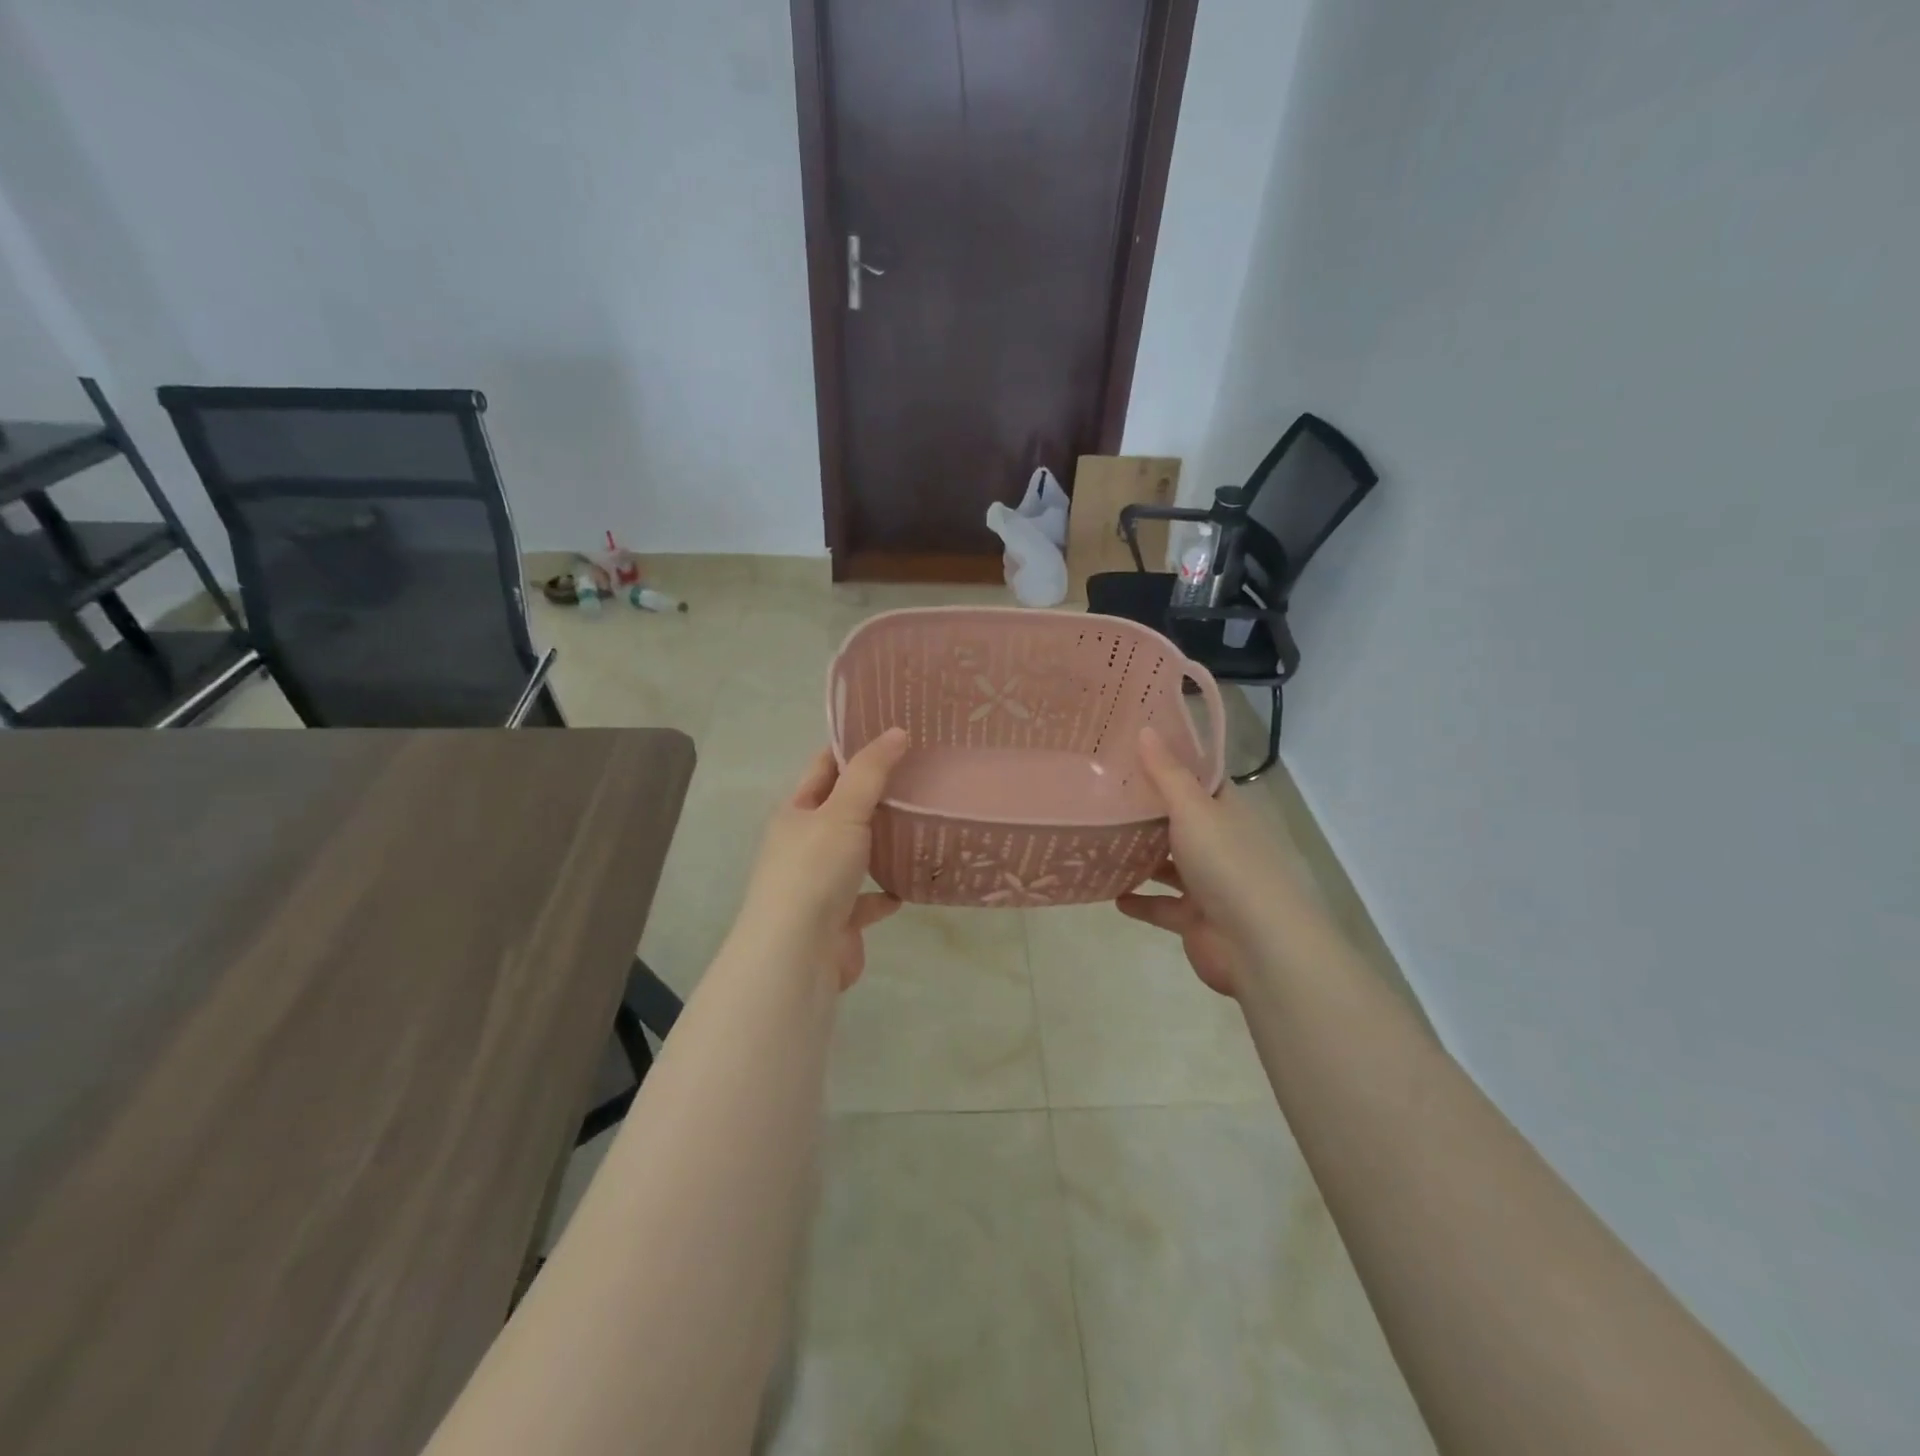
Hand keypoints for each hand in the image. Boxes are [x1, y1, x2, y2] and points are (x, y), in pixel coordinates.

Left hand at [738, 728, 910, 989]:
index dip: (853, 747)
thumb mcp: (842, 810)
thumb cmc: (814, 871)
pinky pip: (867, 900)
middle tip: (921, 774)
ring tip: (921, 826)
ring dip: (882, 844)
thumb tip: (896, 732)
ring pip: (856, 855)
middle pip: (842, 810)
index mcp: (796, 813)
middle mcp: (803, 845)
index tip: (892, 732)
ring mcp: (819, 885)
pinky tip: (908, 887)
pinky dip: (884, 893)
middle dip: (875, 796)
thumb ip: (871, 772)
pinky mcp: (838, 920)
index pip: (824, 767)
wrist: (797, 954)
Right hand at [1116, 726, 1312, 996]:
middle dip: (1144, 811)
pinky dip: (1139, 901)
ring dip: (1139, 856)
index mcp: (1226, 811)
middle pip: (1178, 821)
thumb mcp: (1194, 809)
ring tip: (1097, 840)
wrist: (1260, 946)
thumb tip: (1146, 729)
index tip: (1126, 750)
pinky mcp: (1195, 920)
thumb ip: (1166, 773)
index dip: (1166, 763)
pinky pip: (1161, 906)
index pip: (1196, 779)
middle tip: (1098, 792)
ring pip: (1168, 864)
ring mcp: (1208, 884)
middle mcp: (1219, 842)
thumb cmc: (1228, 865)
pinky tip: (1111, 893)